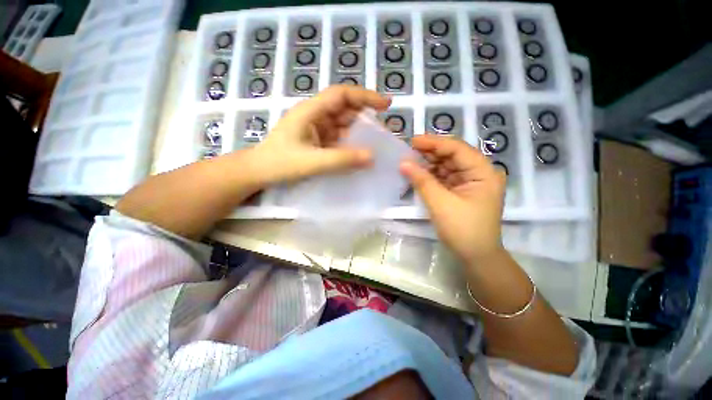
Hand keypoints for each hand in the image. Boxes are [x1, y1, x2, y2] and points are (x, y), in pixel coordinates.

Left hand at [252, 85, 390, 183]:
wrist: (259, 173)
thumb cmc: (279, 164)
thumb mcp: (312, 162)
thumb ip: (341, 160)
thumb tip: (372, 157)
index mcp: (310, 111)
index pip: (341, 95)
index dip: (365, 96)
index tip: (385, 105)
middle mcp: (315, 116)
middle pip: (344, 109)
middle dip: (364, 118)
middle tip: (381, 133)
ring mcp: (316, 129)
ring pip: (343, 125)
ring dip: (358, 134)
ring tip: (373, 146)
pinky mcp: (317, 141)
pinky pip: (338, 139)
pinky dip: (349, 145)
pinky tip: (357, 154)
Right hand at [400, 135, 506, 264]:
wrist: (476, 256)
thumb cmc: (462, 230)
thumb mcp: (440, 204)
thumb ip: (422, 181)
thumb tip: (403, 163)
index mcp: (484, 172)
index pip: (458, 149)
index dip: (434, 143)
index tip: (413, 140)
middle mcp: (480, 172)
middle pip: (453, 155)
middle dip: (430, 153)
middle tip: (408, 151)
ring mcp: (471, 182)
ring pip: (447, 165)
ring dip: (429, 164)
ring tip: (410, 161)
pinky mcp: (462, 190)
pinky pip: (445, 177)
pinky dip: (431, 175)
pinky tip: (418, 173)